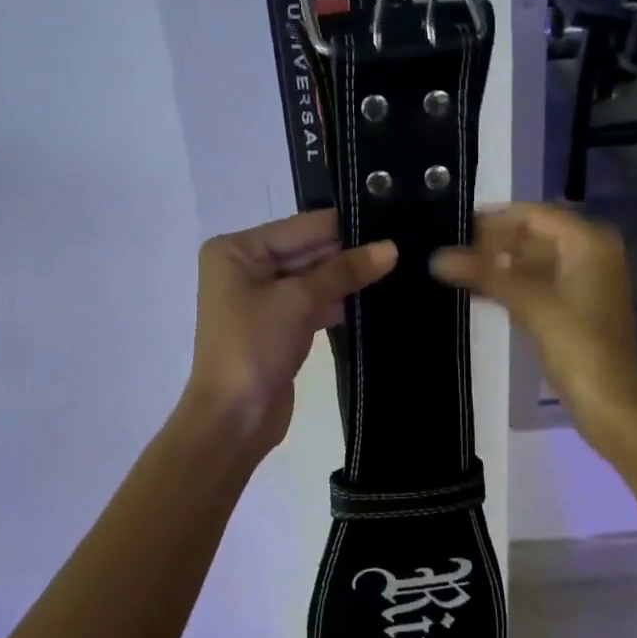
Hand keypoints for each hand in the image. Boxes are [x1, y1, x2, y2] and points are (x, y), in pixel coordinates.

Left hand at [182, 210, 396, 458]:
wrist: (233, 420)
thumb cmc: (254, 348)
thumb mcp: (299, 301)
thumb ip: (344, 271)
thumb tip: (391, 247)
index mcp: (237, 250)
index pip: (301, 227)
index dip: (345, 226)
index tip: (392, 217)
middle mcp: (246, 267)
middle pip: (307, 250)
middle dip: (350, 251)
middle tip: (403, 243)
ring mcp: (262, 298)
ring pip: (313, 278)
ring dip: (349, 277)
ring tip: (401, 265)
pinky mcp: (278, 326)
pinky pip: (313, 302)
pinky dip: (340, 301)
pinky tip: (378, 296)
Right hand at [431, 203, 636, 443]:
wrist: (611, 403)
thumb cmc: (577, 345)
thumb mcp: (530, 303)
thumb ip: (484, 274)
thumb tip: (436, 257)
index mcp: (588, 241)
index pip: (532, 214)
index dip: (493, 220)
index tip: (452, 226)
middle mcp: (590, 251)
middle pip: (532, 234)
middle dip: (493, 242)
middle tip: (449, 249)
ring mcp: (583, 279)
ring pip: (532, 259)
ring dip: (498, 264)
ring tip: (455, 268)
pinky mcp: (574, 305)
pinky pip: (537, 282)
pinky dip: (510, 283)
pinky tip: (477, 289)